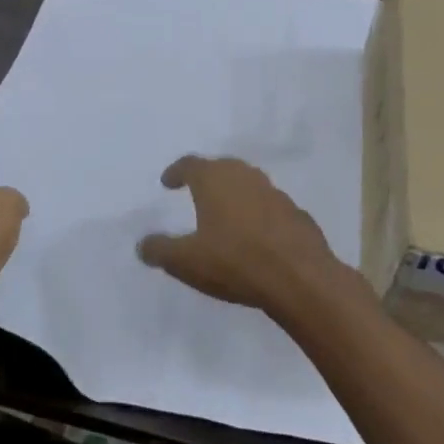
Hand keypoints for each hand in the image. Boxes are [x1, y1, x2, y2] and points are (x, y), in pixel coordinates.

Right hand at [137, 155, 342, 313]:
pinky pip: (270, 208)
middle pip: (223, 168)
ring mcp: (276, 194)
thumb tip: (143, 244)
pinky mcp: (297, 215)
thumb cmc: (235, 262)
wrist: (300, 279)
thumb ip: (160, 250)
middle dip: (207, 177)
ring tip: (224, 213)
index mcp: (216, 180)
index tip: (168, 182)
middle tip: (196, 190)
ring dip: (235, 195)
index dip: (176, 172)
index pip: (190, 164)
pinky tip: (255, 235)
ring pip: (249, 186)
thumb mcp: (185, 262)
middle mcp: (246, 178)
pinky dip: (257, 215)